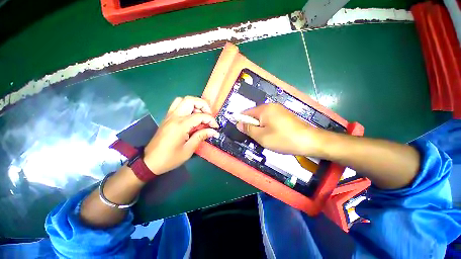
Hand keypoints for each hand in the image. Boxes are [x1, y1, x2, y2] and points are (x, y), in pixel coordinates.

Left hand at [143, 96, 218, 174]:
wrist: (150, 161)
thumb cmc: (170, 158)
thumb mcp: (188, 149)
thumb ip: (201, 137)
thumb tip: (213, 131)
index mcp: (180, 125)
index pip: (200, 116)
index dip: (211, 120)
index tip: (215, 127)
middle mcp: (174, 117)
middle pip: (190, 100)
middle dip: (203, 105)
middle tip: (209, 115)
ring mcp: (169, 116)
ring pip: (182, 100)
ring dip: (194, 104)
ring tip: (200, 114)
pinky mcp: (167, 118)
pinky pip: (177, 105)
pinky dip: (187, 106)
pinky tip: (191, 116)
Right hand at [236, 103, 323, 155]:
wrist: (310, 141)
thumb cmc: (283, 139)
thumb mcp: (261, 136)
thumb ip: (248, 129)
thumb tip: (238, 123)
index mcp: (264, 109)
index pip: (246, 113)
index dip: (241, 121)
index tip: (242, 132)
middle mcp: (271, 106)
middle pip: (255, 115)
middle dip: (253, 126)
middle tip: (256, 138)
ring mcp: (279, 110)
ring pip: (263, 118)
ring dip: (260, 127)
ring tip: (265, 138)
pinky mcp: (285, 115)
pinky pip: (271, 119)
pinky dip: (268, 127)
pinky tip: (274, 135)